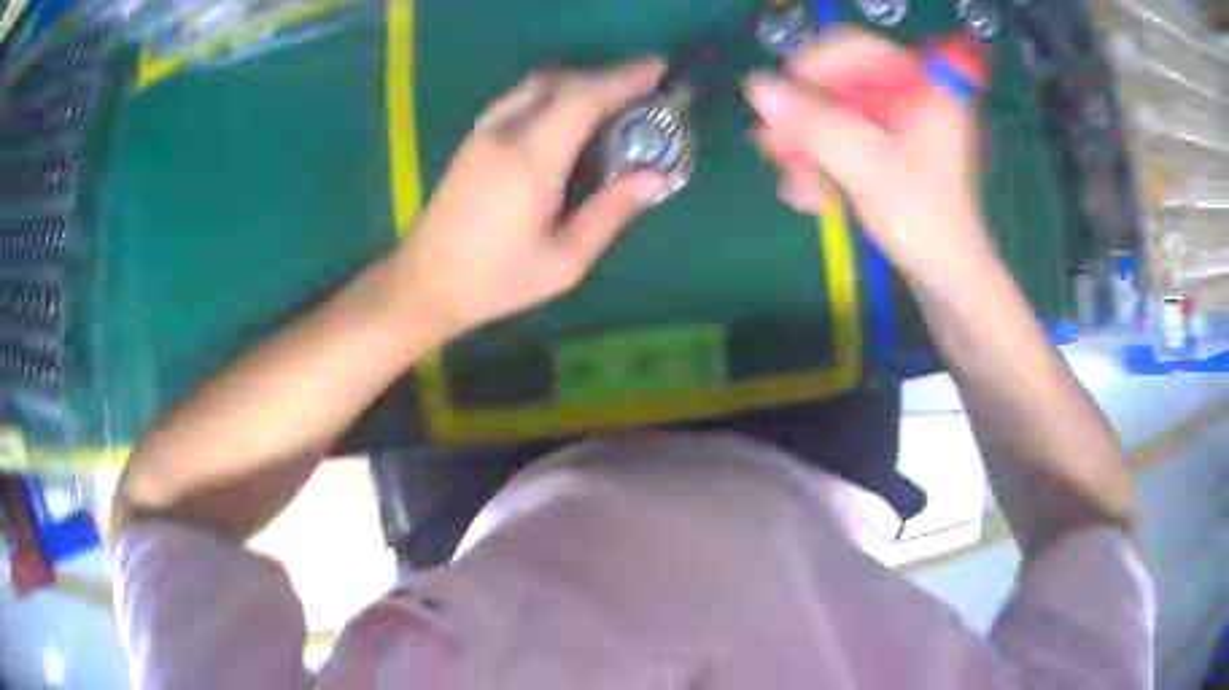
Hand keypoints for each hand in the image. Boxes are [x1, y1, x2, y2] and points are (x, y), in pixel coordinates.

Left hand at [395, 59, 671, 338]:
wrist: (425, 281)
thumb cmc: (497, 279)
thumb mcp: (564, 261)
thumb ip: (610, 214)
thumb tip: (656, 177)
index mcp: (531, 159)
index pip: (584, 98)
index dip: (625, 78)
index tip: (659, 67)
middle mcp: (505, 131)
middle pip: (561, 80)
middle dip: (606, 77)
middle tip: (642, 92)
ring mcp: (484, 131)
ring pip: (537, 84)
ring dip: (578, 82)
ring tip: (610, 103)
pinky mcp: (473, 138)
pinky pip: (520, 97)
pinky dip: (552, 93)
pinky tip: (566, 119)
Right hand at [746, 28, 995, 283]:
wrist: (948, 280)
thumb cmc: (924, 221)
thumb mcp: (868, 166)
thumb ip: (813, 123)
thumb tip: (756, 86)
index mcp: (926, 87)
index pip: (860, 49)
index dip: (816, 66)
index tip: (783, 97)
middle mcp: (914, 98)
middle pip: (843, 86)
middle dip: (807, 120)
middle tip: (775, 146)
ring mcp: (903, 128)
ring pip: (838, 118)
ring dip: (809, 149)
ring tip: (795, 186)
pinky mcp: (892, 154)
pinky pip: (847, 143)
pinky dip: (825, 165)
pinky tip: (810, 195)